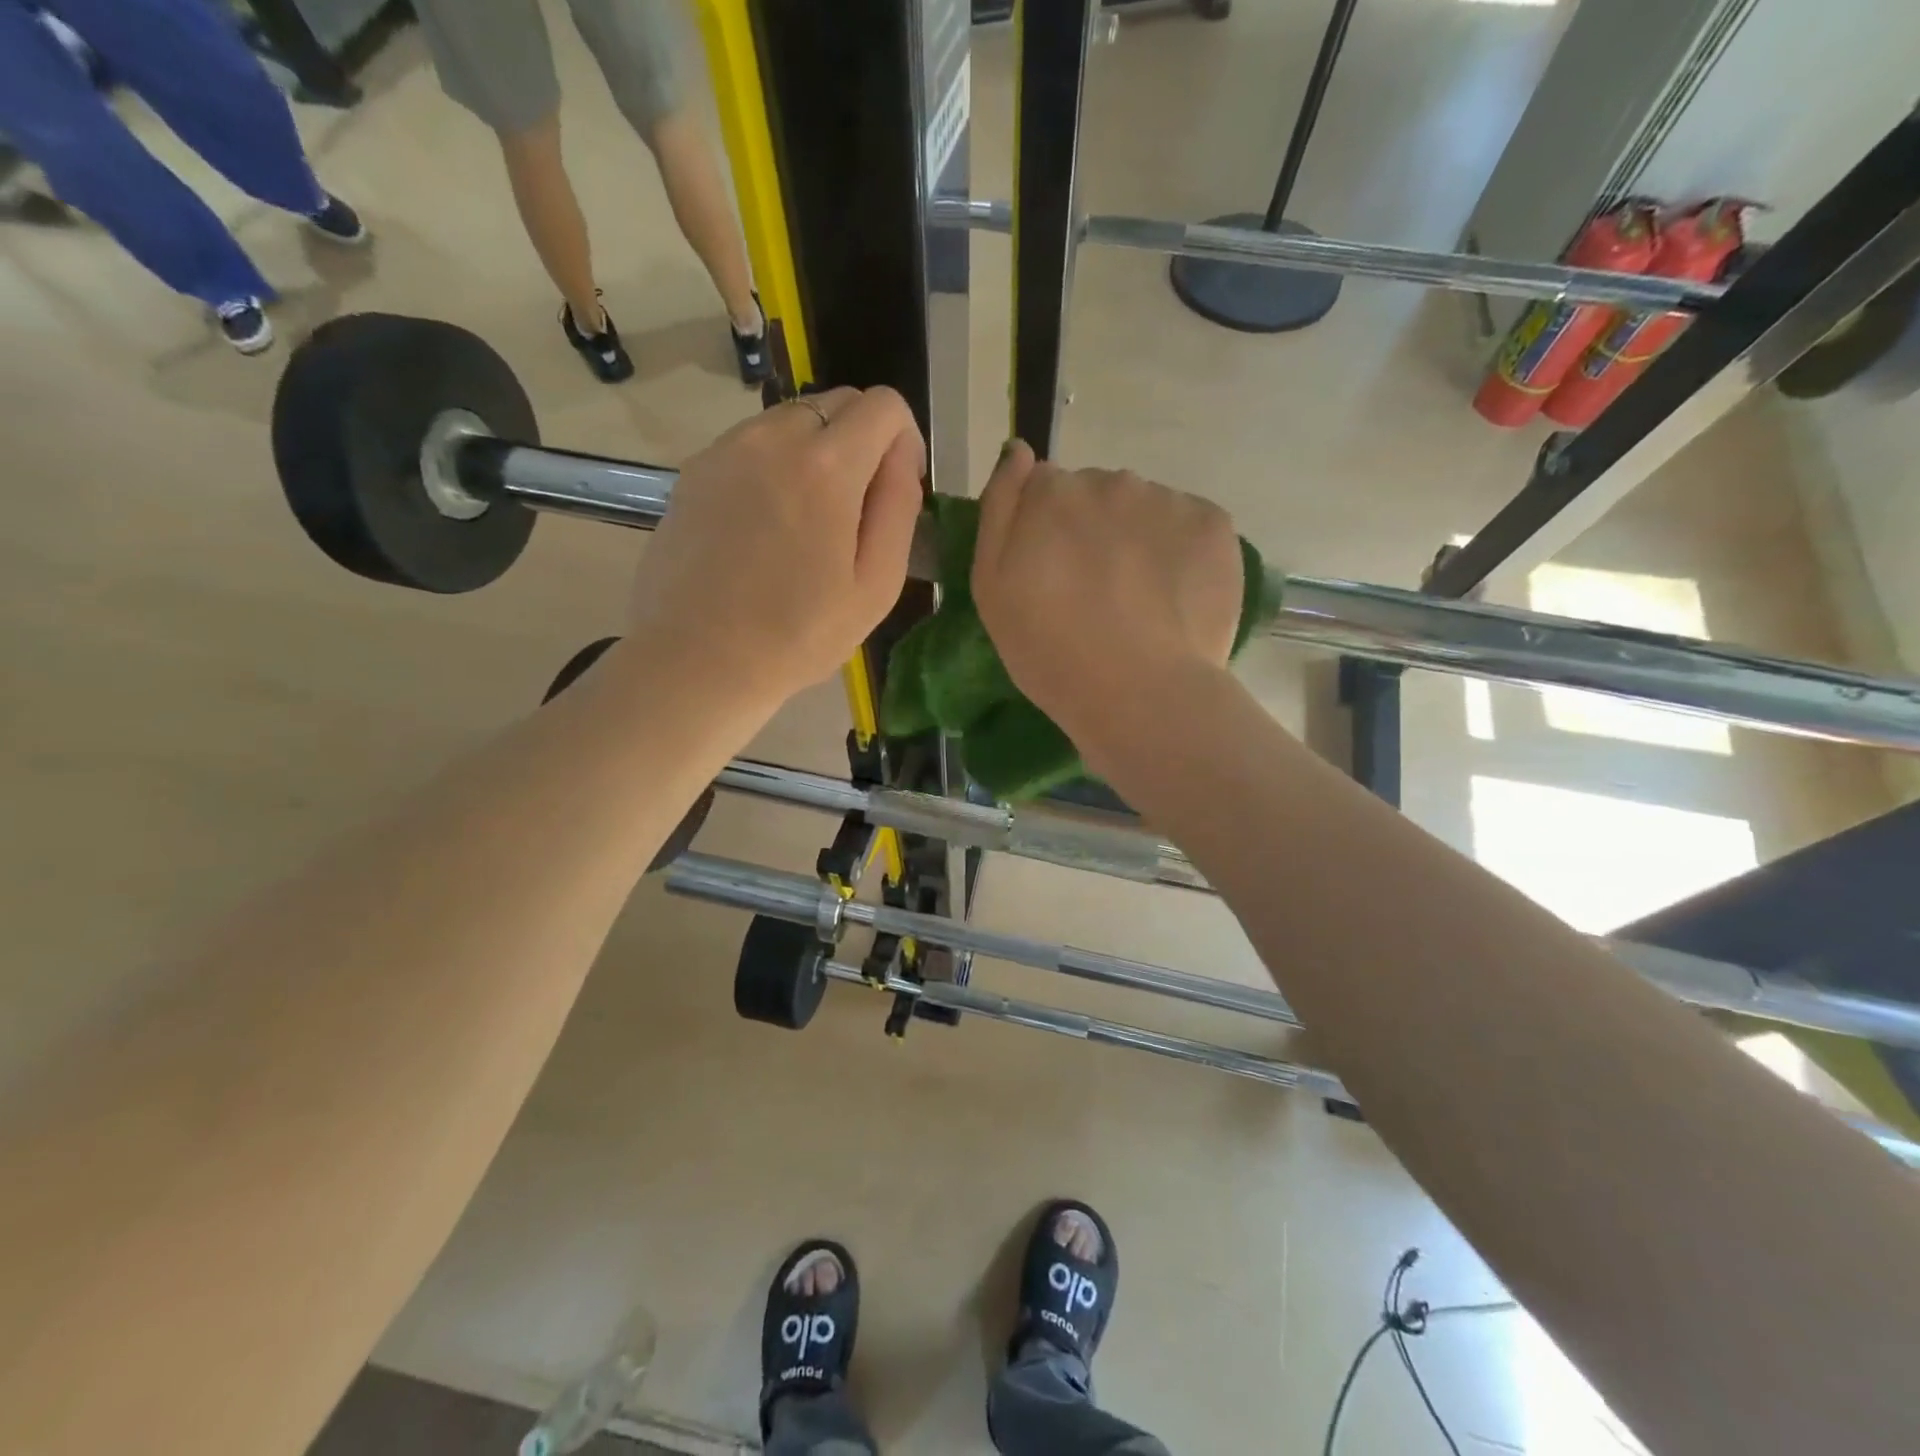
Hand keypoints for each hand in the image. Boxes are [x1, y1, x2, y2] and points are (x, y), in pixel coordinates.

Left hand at [630, 388, 925, 706]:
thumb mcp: (876, 585)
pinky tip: (766, 525)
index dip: (904, 439)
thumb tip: (901, 457)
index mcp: (827, 466)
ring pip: (791, 420)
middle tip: (856, 509)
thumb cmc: (798, 635)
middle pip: (837, 403)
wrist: (697, 659)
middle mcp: (774, 437)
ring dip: (815, 452)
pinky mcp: (695, 470)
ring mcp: (726, 449)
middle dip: (861, 441)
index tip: (897, 487)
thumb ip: (899, 508)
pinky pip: (752, 445)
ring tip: (807, 520)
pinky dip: (774, 466)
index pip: (884, 404)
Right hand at [972, 441, 1241, 759]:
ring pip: (1145, 509)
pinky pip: (1188, 526)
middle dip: (1093, 530)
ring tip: (1139, 602)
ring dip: (1138, 539)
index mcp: (1052, 493)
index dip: (1046, 530)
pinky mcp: (1214, 524)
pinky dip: (1181, 552)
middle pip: (1097, 495)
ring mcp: (1167, 499)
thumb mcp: (991, 587)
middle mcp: (1110, 481)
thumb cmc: (1050, 651)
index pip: (1045, 489)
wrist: (1139, 694)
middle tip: (1096, 595)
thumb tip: (1019, 450)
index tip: (1052, 575)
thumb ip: (1000, 508)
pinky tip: (1174, 598)